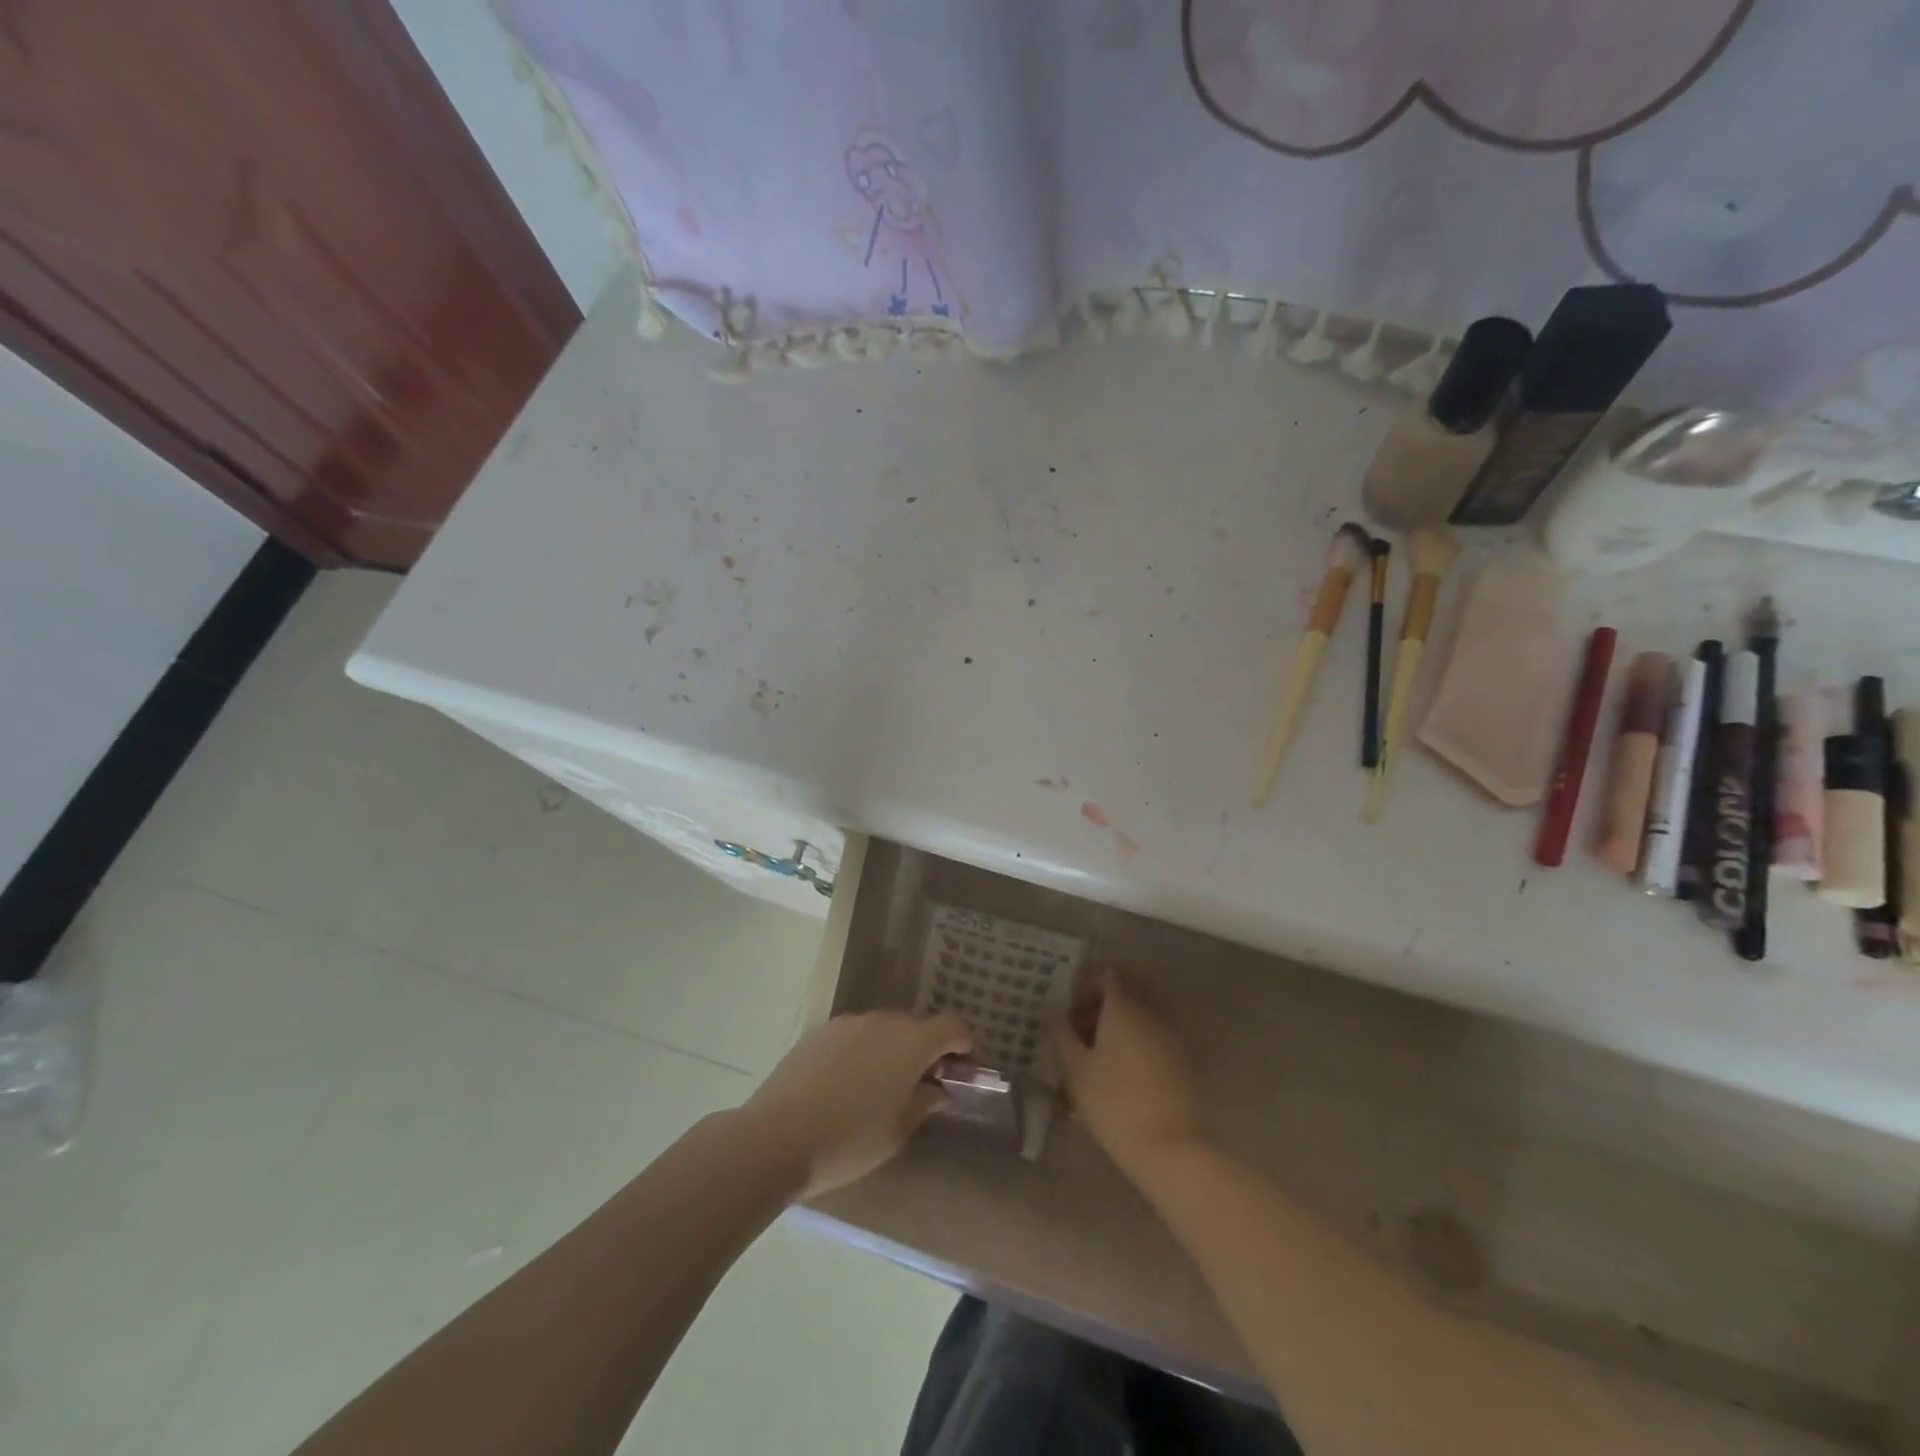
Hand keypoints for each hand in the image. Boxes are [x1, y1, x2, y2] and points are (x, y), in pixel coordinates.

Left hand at [744, 1011, 971, 1198]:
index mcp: (911, 1041)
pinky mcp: (818, 1032)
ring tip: (882, 1087)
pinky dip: (862, 1052)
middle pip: (916, 1025)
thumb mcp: (898, 1131)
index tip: (964, 1068)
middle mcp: (882, 1021)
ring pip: (883, 1029)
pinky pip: (854, 1036)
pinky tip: (847, 1085)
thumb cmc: (849, 1140)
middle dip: (926, 1049)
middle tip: (924, 1084)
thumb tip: (935, 1089)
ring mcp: (847, 1023)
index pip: (952, 1026)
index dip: (964, 1044)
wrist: (775, 1137)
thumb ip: (923, 1103)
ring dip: (892, 1049)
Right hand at [1054, 971, 1200, 1177]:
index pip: (1109, 975)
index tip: (1072, 1016)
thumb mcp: (1075, 1069)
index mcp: (1125, 1006)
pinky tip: (1122, 1073)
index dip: (1087, 989)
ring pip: (1144, 1014)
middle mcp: (1152, 1012)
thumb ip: (1061, 1033)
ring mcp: (1171, 1036)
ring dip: (1121, 1024)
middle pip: (1129, 991)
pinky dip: (1138, 1041)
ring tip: (1099, 1056)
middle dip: (1104, 1005)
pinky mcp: (1182, 1060)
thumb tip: (1052, 1010)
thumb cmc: (1112, 1102)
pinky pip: (1156, 1035)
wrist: (1167, 1147)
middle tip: (1083, 1032)